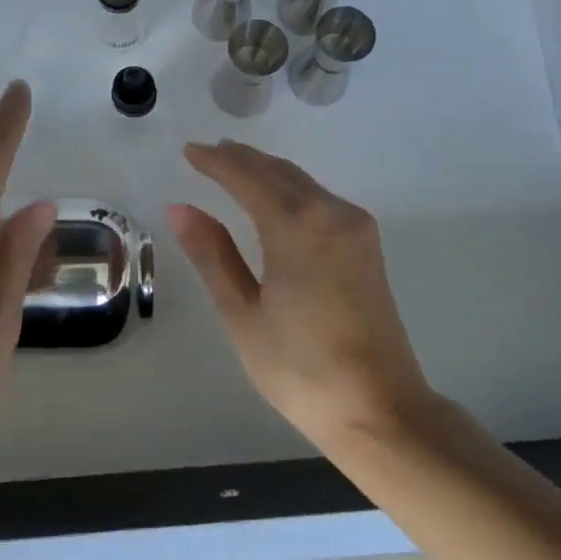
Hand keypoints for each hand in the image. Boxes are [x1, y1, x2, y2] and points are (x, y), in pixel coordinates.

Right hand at [168, 141, 433, 445]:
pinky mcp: (367, 246)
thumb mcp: (243, 314)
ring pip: (303, 182)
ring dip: (267, 171)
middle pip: (279, 172)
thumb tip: (181, 208)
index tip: (188, 151)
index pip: (247, 177)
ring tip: (233, 167)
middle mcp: (331, 214)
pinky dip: (291, 189)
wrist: (380, 408)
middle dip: (242, 159)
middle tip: (208, 153)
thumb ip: (213, 255)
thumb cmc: (300, 368)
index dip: (215, 162)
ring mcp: (356, 228)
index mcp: (296, 227)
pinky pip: (321, 199)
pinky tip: (274, 198)